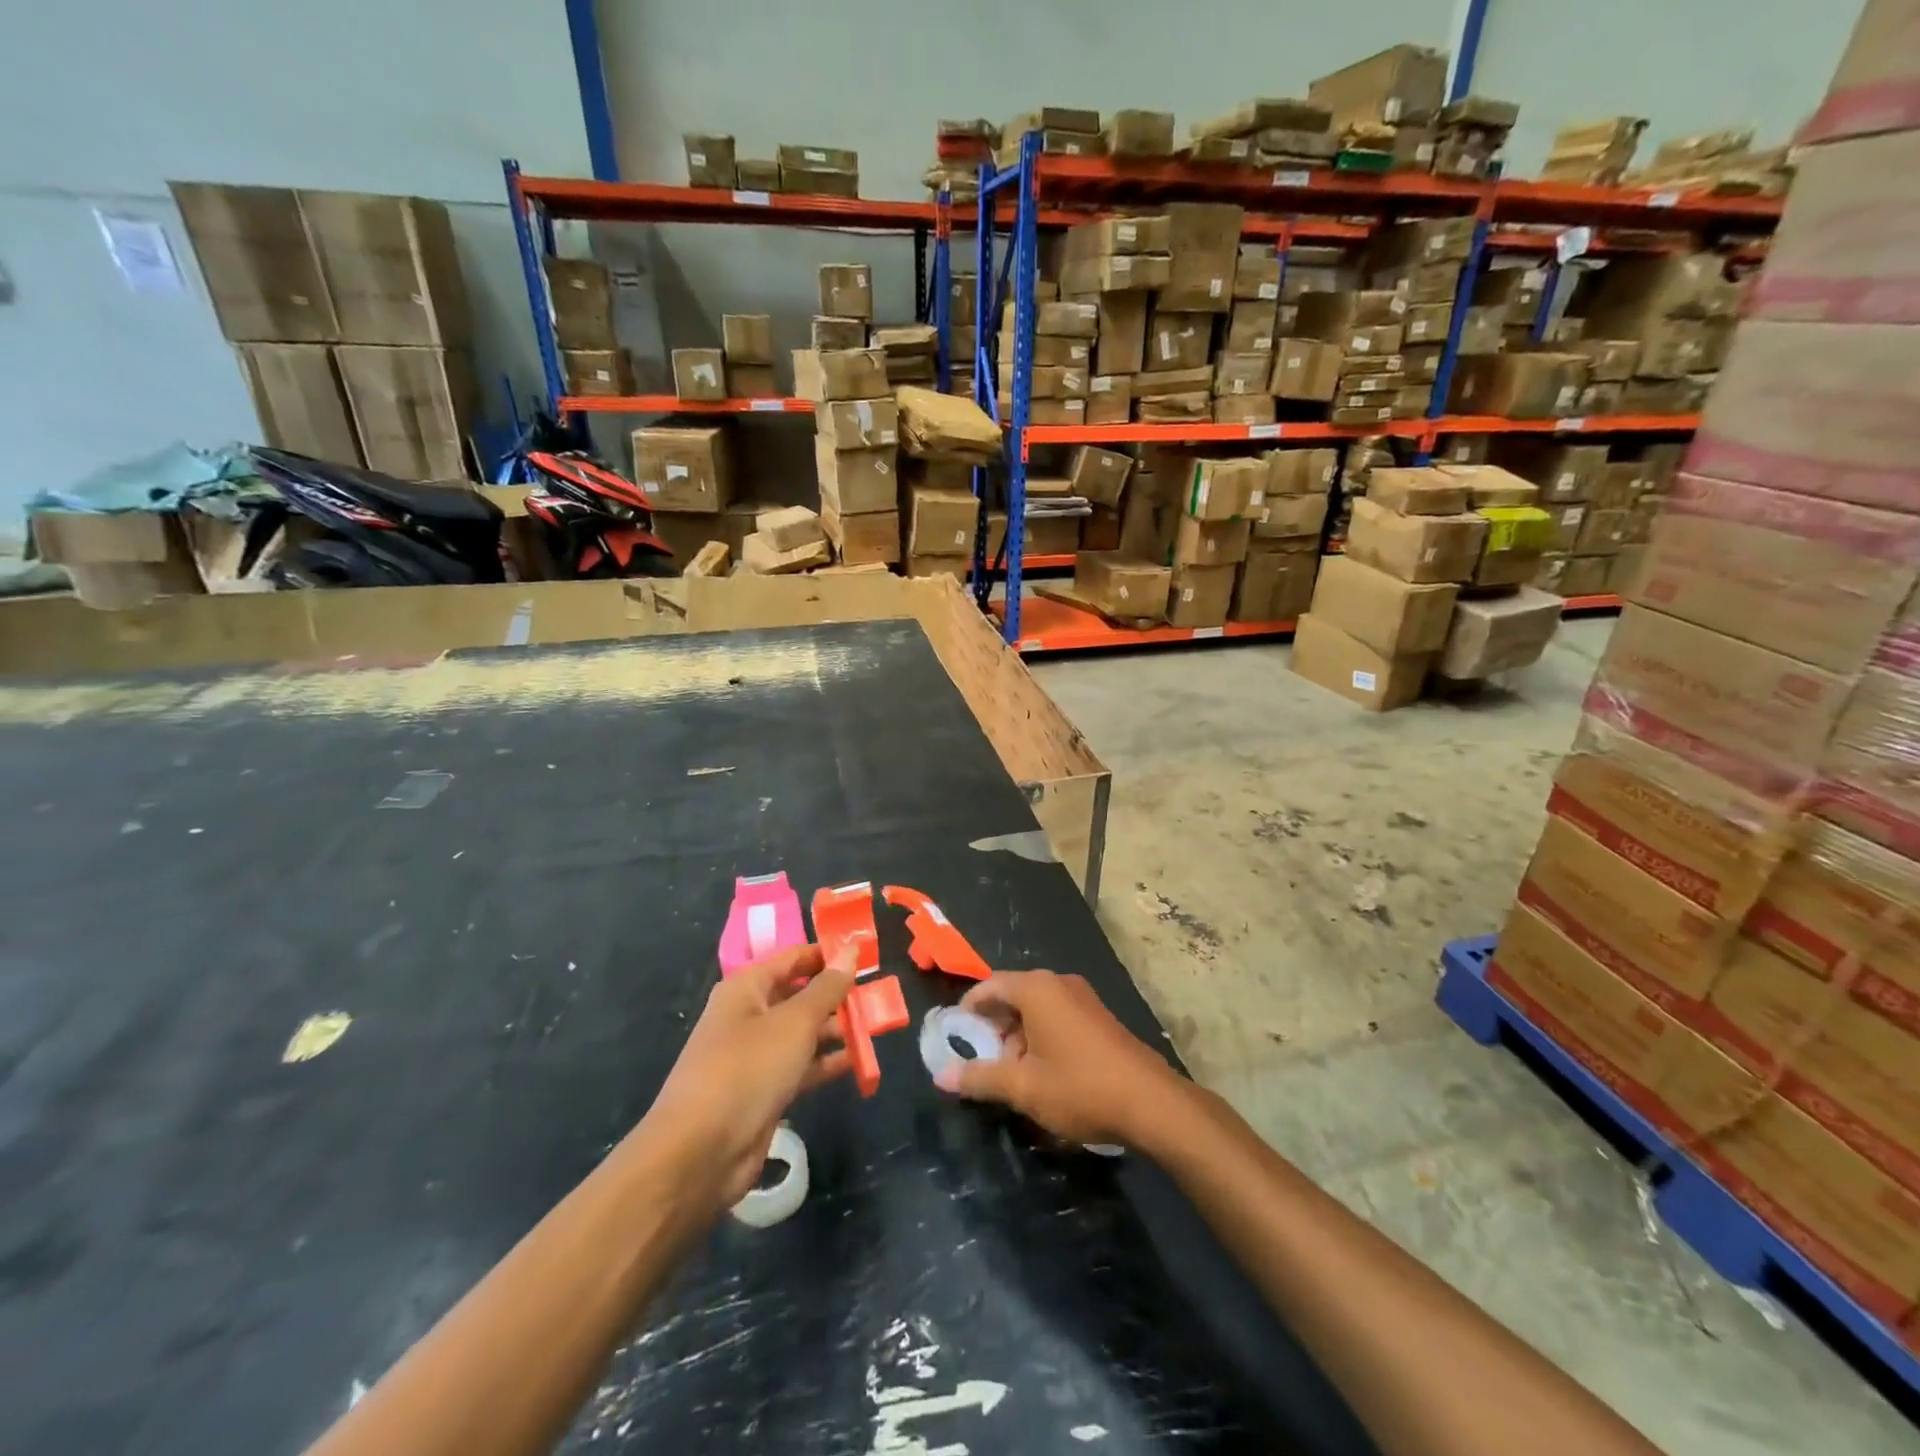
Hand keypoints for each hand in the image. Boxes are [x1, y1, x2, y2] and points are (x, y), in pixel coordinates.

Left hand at [641, 945, 855, 1210]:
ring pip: (803, 1032)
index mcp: (746, 988)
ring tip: (874, 1025)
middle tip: (878, 993)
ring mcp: (755, 1054)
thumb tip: (850, 949)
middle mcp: (749, 1015)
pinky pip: (801, 1066)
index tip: (867, 954)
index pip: (793, 958)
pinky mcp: (763, 1089)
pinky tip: (858, 1061)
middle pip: (799, 994)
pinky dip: (826, 1062)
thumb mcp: (794, 1022)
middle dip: (836, 994)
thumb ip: (827, 988)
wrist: (700, 1152)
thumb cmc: (747, 1069)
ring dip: (835, 1029)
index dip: (828, 953)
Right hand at [935, 970, 1187, 1148]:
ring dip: (1018, 1035)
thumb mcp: (1023, 1087)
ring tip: (1014, 1074)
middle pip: (1013, 994)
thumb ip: (980, 1078)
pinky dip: (1041, 1036)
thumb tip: (942, 1076)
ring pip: (1036, 1007)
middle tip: (984, 1061)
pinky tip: (1044, 1073)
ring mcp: (1083, 998)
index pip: (990, 985)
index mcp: (1037, 988)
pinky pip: (1057, 1015)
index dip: (969, 1009)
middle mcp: (1059, 983)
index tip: (956, 1036)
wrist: (1151, 1103)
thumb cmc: (1080, 1088)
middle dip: (995, 1026)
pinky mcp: (1098, 1016)